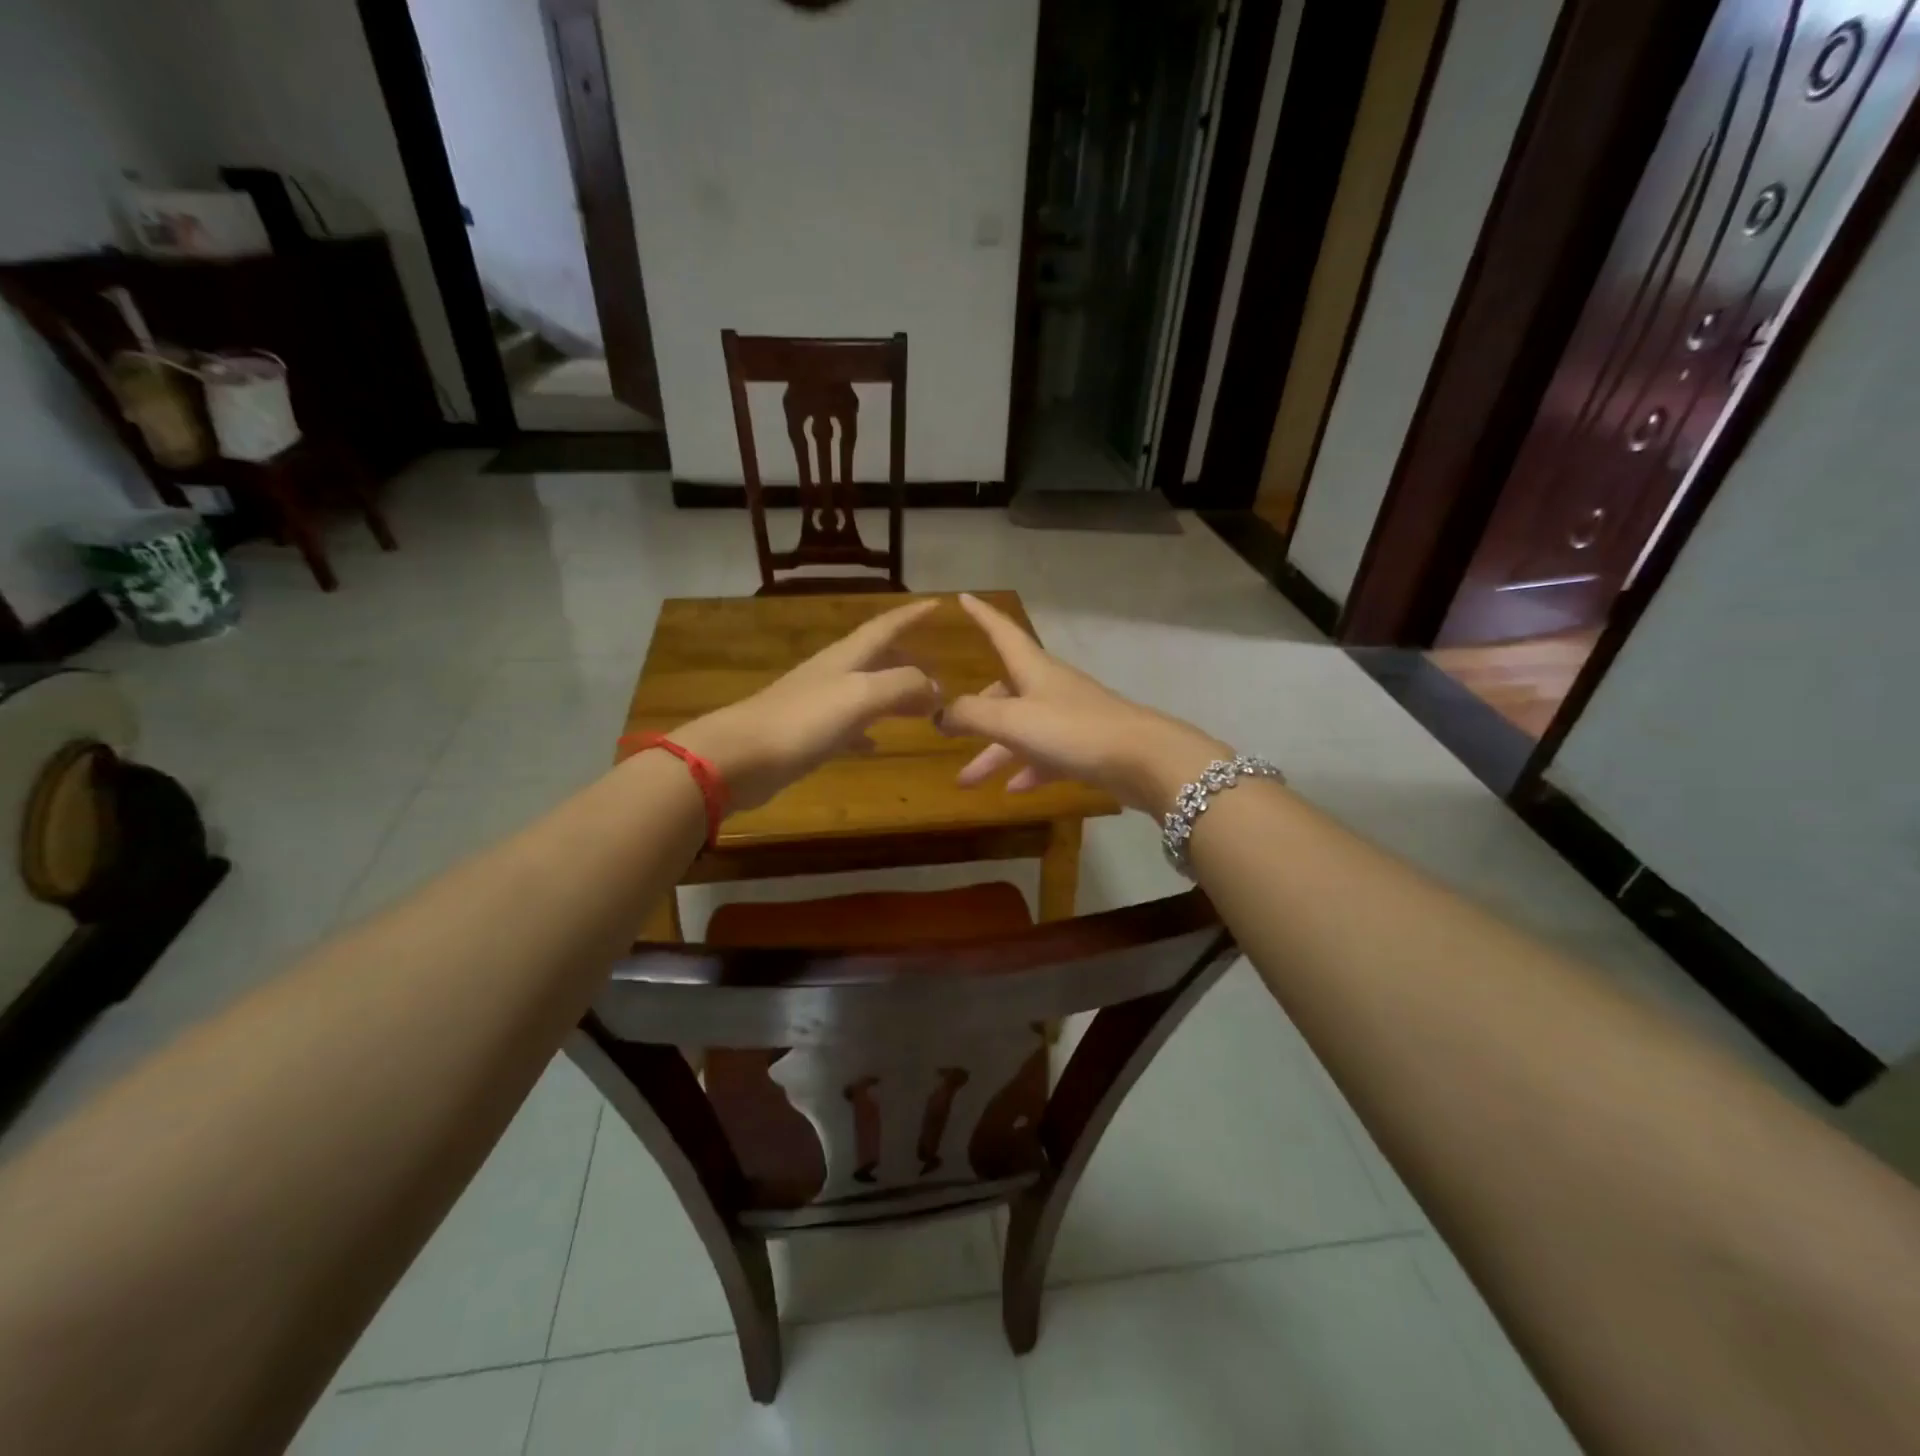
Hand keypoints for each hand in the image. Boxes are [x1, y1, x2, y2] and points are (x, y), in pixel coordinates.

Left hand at [672, 599, 942, 809]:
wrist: (739, 757)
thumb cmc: (802, 720)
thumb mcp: (860, 696)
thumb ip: (902, 685)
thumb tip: (935, 687)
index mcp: (845, 658)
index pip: (885, 627)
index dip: (911, 616)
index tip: (937, 605)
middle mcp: (832, 674)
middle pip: (876, 658)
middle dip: (907, 659)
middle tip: (937, 668)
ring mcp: (817, 705)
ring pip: (864, 691)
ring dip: (892, 694)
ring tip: (919, 707)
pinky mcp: (806, 735)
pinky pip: (847, 726)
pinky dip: (866, 729)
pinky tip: (874, 743)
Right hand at [936, 594, 1229, 815]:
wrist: (1143, 760)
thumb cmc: (1073, 730)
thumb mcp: (1013, 720)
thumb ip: (971, 714)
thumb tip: (937, 713)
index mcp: (1033, 669)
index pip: (1002, 632)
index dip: (981, 616)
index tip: (963, 598)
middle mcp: (1050, 688)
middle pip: (1004, 692)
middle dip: (975, 713)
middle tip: (946, 733)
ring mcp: (1069, 718)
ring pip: (1021, 731)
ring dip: (993, 754)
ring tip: (965, 782)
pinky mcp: (1084, 747)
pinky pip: (1046, 755)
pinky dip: (1027, 769)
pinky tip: (1012, 790)